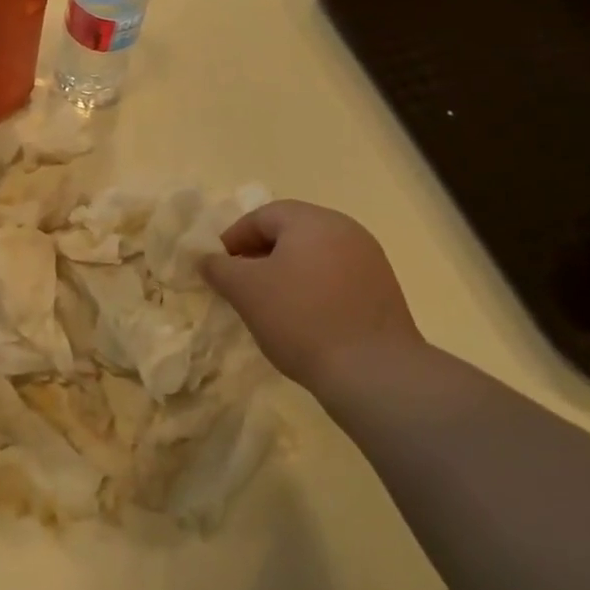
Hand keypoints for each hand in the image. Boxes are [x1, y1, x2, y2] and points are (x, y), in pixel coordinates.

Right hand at [201, 200, 424, 391]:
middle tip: (240, 284)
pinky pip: (336, 277)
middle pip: (290, 232)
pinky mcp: (383, 290)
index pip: (261, 216)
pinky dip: (312, 289)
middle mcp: (345, 229)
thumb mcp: (245, 291)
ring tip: (269, 304)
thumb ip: (219, 267)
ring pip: (313, 256)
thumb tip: (206, 258)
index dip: (233, 239)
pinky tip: (303, 319)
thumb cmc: (301, 318)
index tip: (218, 268)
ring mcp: (369, 259)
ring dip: (286, 273)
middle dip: (259, 255)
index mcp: (312, 220)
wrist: (374, 372)